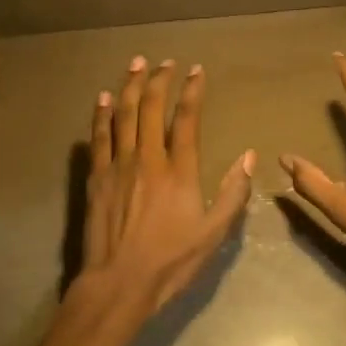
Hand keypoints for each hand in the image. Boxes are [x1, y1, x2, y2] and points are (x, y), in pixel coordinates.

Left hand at [79, 56, 255, 312]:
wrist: (119, 283)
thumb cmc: (170, 261)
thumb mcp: (213, 234)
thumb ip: (232, 193)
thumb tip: (248, 156)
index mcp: (178, 171)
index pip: (186, 119)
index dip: (192, 91)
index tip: (196, 70)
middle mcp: (147, 159)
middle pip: (151, 108)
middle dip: (159, 80)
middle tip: (164, 61)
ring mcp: (118, 166)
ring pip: (123, 115)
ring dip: (129, 86)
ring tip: (135, 64)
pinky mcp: (96, 177)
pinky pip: (98, 137)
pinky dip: (100, 114)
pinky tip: (102, 98)